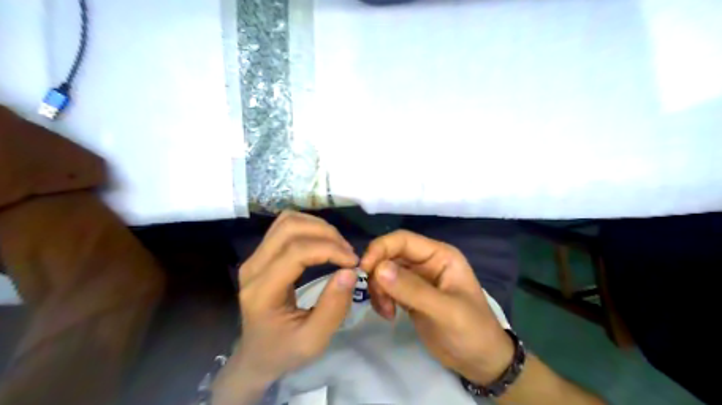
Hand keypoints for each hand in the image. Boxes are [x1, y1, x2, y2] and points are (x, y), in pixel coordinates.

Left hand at [214, 211, 360, 401]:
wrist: (256, 356)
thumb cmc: (284, 350)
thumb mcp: (314, 340)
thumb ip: (333, 307)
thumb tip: (349, 271)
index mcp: (262, 292)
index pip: (296, 252)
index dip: (329, 250)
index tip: (353, 262)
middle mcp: (253, 267)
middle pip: (289, 227)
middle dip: (326, 233)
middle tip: (348, 252)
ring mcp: (254, 257)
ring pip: (287, 221)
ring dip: (318, 227)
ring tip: (338, 246)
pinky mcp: (260, 254)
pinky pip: (284, 226)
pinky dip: (309, 227)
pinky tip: (323, 242)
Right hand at [361, 230, 511, 384]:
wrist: (480, 361)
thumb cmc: (472, 331)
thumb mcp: (445, 311)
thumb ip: (412, 289)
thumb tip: (378, 269)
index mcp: (440, 255)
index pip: (403, 240)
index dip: (380, 248)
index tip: (364, 269)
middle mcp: (426, 261)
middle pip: (389, 254)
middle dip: (378, 274)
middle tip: (379, 300)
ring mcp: (417, 278)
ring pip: (384, 271)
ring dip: (378, 289)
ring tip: (387, 312)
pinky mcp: (409, 294)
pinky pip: (386, 287)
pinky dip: (381, 298)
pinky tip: (389, 314)